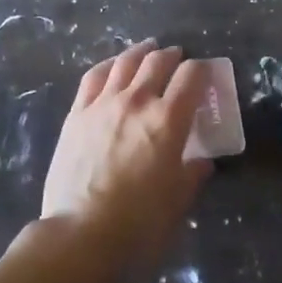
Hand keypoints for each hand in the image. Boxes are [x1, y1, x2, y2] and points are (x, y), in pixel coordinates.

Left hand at [43, 40, 210, 265]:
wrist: (80, 233)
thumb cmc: (138, 222)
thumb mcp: (178, 201)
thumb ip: (192, 174)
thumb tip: (202, 161)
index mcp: (168, 120)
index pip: (191, 76)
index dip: (201, 70)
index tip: (204, 74)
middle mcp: (138, 101)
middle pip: (157, 62)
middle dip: (172, 56)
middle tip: (177, 58)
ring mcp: (103, 103)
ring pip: (125, 62)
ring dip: (141, 52)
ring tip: (147, 49)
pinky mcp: (77, 113)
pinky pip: (94, 77)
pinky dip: (108, 65)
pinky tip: (112, 66)